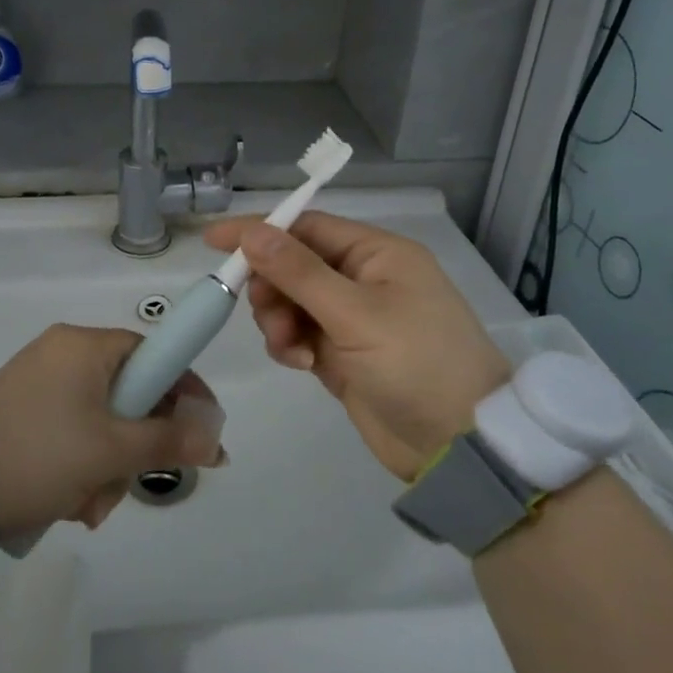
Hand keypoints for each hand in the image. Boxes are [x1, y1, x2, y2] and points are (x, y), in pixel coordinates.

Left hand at [0, 324, 225, 540]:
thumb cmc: (36, 456)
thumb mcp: (109, 451)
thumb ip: (169, 441)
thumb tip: (216, 439)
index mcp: (83, 345)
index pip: (153, 354)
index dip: (183, 392)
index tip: (201, 434)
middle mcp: (62, 354)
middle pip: (128, 394)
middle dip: (134, 446)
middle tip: (127, 482)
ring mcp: (38, 383)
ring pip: (101, 422)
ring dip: (106, 467)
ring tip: (87, 504)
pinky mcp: (21, 412)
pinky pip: (71, 433)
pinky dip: (79, 466)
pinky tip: (66, 501)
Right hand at [201, 212, 511, 479]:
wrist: (458, 445)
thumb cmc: (416, 364)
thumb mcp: (355, 314)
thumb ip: (299, 272)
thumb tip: (252, 232)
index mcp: (377, 254)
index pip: (306, 227)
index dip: (261, 231)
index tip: (214, 242)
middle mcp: (364, 278)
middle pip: (294, 265)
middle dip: (273, 288)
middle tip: (268, 314)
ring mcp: (353, 318)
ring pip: (291, 302)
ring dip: (279, 321)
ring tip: (292, 349)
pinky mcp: (342, 353)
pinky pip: (299, 334)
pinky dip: (290, 344)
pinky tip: (302, 364)